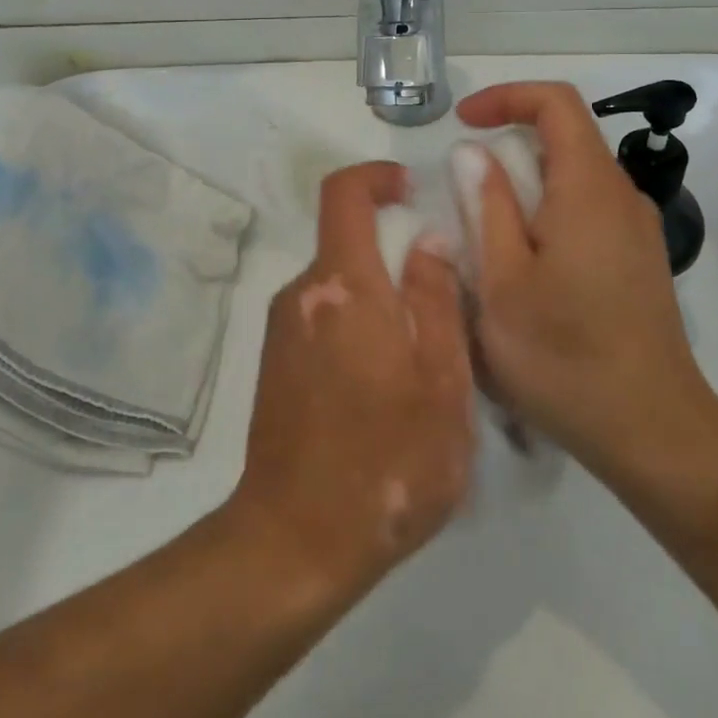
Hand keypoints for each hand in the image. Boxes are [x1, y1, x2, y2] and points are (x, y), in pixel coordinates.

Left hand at [230, 162, 475, 596]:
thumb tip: (427, 239)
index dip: (376, 176)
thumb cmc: (387, 460)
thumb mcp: (440, 381)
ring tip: (421, 357)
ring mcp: (282, 330)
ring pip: (339, 286)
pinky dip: (356, 325)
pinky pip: (322, 317)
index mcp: (344, 286)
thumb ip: (436, 299)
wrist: (296, 540)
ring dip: (379, 298)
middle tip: (442, 299)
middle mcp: (302, 294)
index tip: (410, 188)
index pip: (344, 194)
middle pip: (346, 242)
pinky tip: (384, 386)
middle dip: (393, 253)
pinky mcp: (275, 363)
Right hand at [457, 82, 717, 482]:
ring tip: (487, 238)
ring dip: (526, 186)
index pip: (556, 103)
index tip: (462, 123)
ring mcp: (637, 230)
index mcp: (589, 189)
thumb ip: (486, 207)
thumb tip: (473, 152)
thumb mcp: (502, 282)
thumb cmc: (564, 356)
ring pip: (575, 177)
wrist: (654, 433)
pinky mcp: (640, 260)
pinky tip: (527, 268)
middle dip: (508, 148)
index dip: (507, 97)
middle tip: (463, 194)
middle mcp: (622, 197)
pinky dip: (548, 213)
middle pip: (566, 138)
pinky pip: (588, 210)